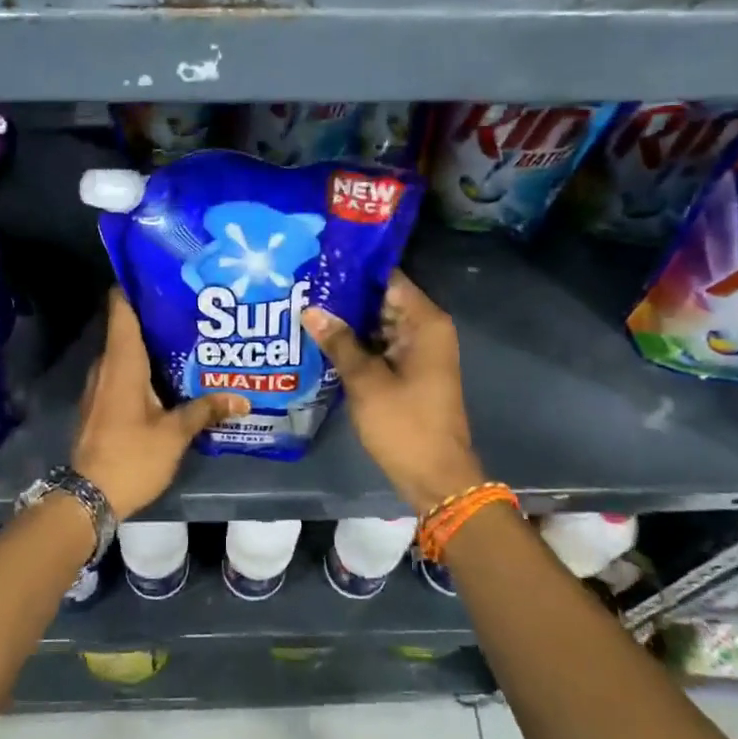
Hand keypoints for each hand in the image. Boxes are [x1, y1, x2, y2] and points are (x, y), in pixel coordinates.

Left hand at [71, 289, 249, 519]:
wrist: (88, 498)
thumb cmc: (131, 457)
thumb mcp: (174, 435)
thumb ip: (205, 410)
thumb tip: (242, 398)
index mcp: (122, 362)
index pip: (121, 308)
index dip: (136, 285)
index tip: (163, 272)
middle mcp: (106, 366)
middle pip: (127, 327)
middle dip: (157, 316)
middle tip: (193, 308)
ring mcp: (99, 386)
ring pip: (126, 353)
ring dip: (151, 345)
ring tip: (189, 339)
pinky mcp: (100, 404)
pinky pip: (122, 373)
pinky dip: (143, 368)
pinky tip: (170, 377)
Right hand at [302, 271, 486, 514]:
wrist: (435, 476)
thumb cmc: (404, 424)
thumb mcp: (365, 381)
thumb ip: (338, 341)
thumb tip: (310, 309)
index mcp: (425, 323)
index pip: (389, 278)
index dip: (354, 269)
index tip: (319, 262)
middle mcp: (425, 329)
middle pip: (383, 299)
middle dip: (345, 295)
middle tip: (302, 284)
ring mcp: (418, 351)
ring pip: (378, 323)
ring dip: (348, 319)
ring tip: (304, 305)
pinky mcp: (408, 370)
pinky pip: (379, 344)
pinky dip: (356, 341)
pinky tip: (322, 338)